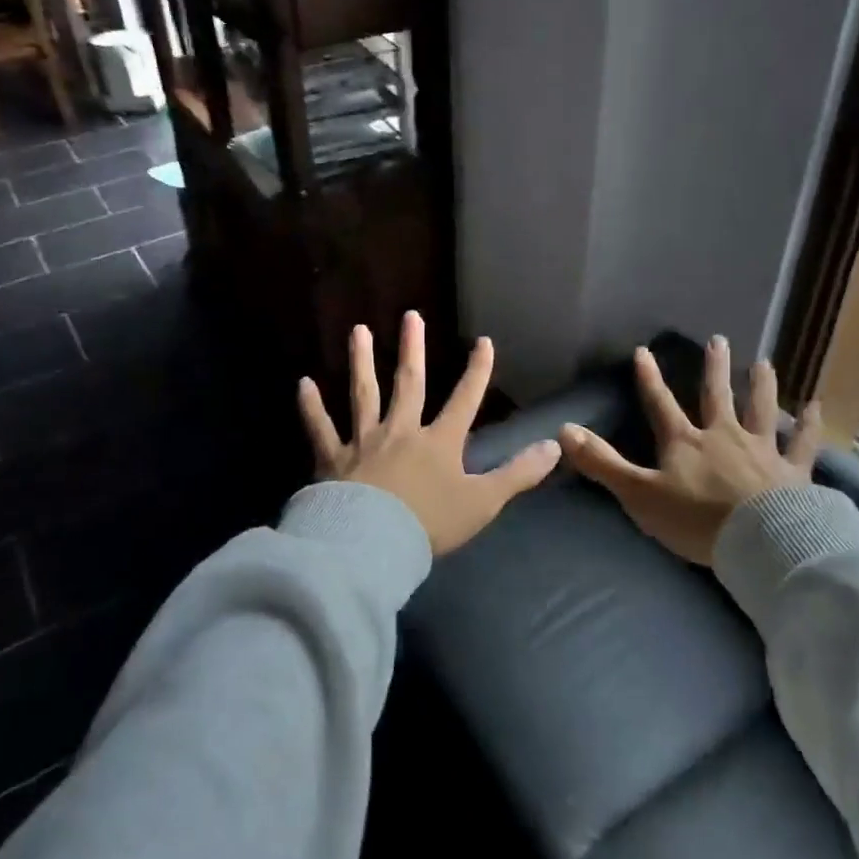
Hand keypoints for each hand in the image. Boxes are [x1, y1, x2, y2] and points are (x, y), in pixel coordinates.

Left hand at [298, 311, 562, 554]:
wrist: (373, 544)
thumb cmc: (430, 524)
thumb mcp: (483, 502)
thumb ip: (518, 474)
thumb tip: (555, 446)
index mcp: (439, 442)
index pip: (464, 400)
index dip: (477, 371)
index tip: (483, 341)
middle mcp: (401, 431)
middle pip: (408, 383)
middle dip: (412, 349)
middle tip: (410, 315)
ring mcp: (364, 441)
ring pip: (364, 394)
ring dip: (362, 361)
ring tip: (359, 330)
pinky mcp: (333, 458)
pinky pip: (320, 427)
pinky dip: (311, 406)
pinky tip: (304, 383)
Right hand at [560, 338, 822, 567]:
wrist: (760, 543)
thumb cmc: (695, 520)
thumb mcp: (638, 494)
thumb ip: (602, 463)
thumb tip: (563, 430)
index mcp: (684, 442)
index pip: (660, 404)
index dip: (649, 378)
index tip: (643, 351)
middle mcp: (723, 435)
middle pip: (716, 395)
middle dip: (713, 368)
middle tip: (718, 339)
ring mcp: (761, 450)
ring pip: (760, 408)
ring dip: (761, 384)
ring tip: (763, 362)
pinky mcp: (793, 471)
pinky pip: (803, 442)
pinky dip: (810, 424)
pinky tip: (818, 406)